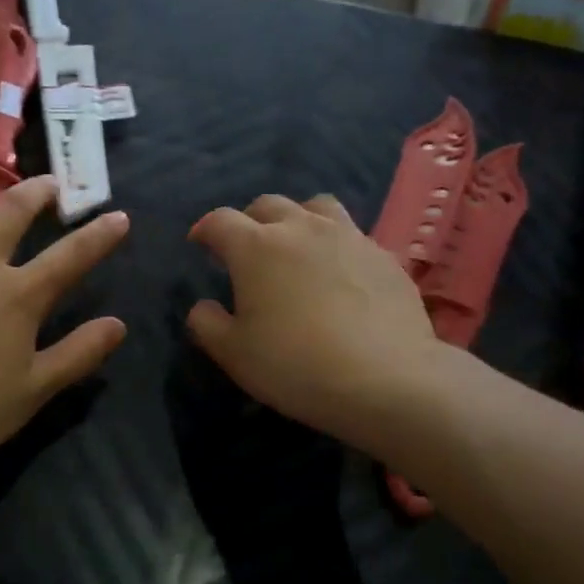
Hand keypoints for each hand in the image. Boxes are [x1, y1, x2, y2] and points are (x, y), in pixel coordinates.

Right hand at [186, 193, 440, 451]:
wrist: (384, 379)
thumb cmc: (294, 365)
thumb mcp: (233, 354)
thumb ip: (207, 324)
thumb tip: (203, 307)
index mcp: (256, 248)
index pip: (220, 221)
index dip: (205, 229)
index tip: (199, 243)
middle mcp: (301, 229)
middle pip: (268, 204)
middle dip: (249, 220)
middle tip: (245, 248)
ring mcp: (349, 237)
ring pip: (317, 207)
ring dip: (297, 220)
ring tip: (296, 247)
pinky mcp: (384, 256)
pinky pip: (352, 236)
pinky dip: (335, 245)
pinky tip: (338, 276)